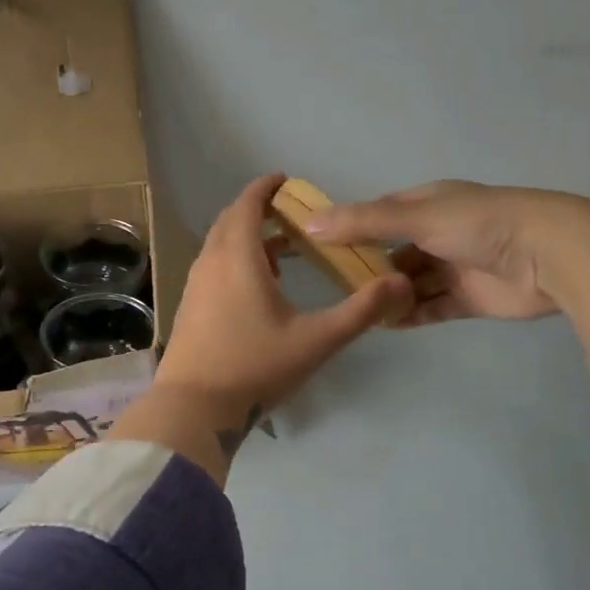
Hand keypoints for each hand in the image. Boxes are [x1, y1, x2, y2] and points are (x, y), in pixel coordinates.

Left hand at [159, 175, 412, 414]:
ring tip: (281, 251)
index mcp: (238, 258)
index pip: (248, 204)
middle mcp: (210, 262)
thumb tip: (401, 284)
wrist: (194, 408)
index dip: (265, 188)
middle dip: (258, 210)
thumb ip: (361, 311)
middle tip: (290, 214)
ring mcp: (195, 286)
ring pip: (219, 245)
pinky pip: (212, 267)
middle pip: (231, 221)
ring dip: (246, 237)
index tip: (285, 180)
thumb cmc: (255, 367)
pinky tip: (256, 289)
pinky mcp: (189, 307)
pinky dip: (233, 260)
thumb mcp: (316, 341)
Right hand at [306, 180, 588, 324]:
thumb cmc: (479, 224)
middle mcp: (440, 233)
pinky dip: (410, 315)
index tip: (320, 248)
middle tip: (334, 288)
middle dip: (369, 268)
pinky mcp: (469, 299)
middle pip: (394, 252)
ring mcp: (455, 267)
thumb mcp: (416, 216)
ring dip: (389, 295)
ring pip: (412, 283)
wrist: (548, 254)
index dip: (352, 229)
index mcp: (428, 204)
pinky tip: (383, 325)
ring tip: (356, 311)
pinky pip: (431, 308)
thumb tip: (309, 224)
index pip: (381, 214)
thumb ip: (363, 222)